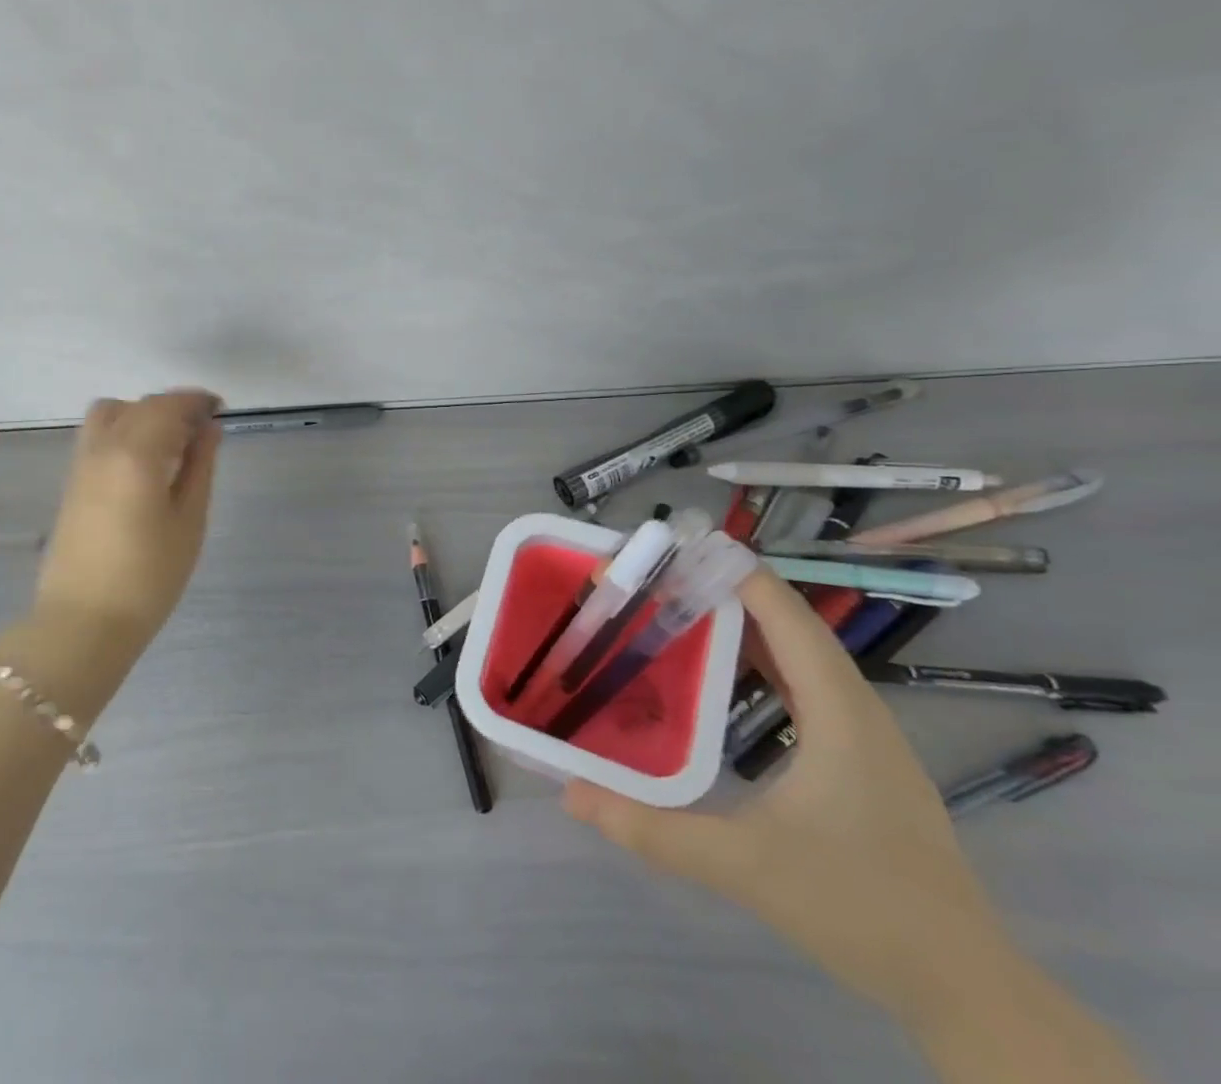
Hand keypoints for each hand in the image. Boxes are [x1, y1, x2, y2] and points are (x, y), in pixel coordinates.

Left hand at [33, 389, 223, 642]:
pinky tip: (143, 462)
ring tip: (170, 444)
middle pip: (141, 405)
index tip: (220, 408)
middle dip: (174, 407)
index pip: (169, 405)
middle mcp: (103, 447)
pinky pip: (98, 435)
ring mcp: (81, 463)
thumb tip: (209, 428)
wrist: (83, 623)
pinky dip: (123, 429)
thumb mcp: (189, 521)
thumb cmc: (148, 578)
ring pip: (111, 413)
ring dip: (143, 413)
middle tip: (203, 431)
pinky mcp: (71, 481)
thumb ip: (200, 467)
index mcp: (136, 453)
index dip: (196, 401)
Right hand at [564, 567, 1012, 1025]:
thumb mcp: (744, 866)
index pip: (786, 615)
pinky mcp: (864, 761)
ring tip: (683, 609)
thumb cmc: (860, 909)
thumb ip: (654, 831)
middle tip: (661, 577)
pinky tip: (727, 675)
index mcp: (840, 712)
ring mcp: (867, 737)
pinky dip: (765, 662)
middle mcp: (858, 709)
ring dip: (748, 625)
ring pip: (803, 655)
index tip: (677, 548)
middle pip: (793, 625)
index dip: (736, 573)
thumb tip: (571, 795)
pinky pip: (808, 686)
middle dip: (729, 591)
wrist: (967, 990)